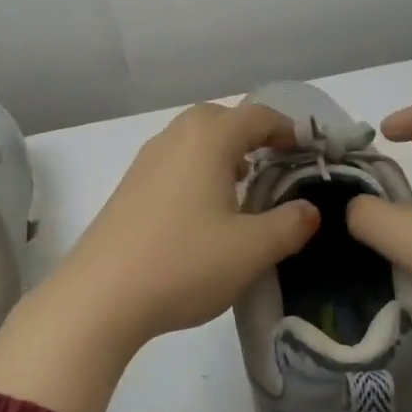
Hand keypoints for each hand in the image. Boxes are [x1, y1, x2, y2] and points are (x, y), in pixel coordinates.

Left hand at [52, 101, 320, 341]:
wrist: (101, 295)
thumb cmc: (184, 262)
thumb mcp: (251, 249)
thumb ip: (290, 224)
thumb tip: (310, 210)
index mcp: (208, 139)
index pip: (257, 115)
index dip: (289, 129)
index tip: (310, 152)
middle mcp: (175, 137)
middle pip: (221, 118)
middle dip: (253, 134)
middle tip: (277, 165)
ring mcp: (147, 160)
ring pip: (194, 138)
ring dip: (224, 151)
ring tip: (245, 187)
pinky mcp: (130, 186)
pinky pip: (175, 160)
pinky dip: (198, 168)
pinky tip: (205, 209)